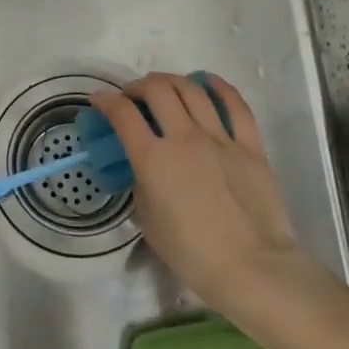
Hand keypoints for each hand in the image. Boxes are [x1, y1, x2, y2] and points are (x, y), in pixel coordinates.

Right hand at [90, 73, 307, 310]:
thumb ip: (141, 184)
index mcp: (153, 159)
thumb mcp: (147, 219)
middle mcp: (184, 138)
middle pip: (157, 90)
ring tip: (163, 87)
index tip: (98, 100)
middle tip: (132, 96)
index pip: (122, 114)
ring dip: (171, 81)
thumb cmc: (191, 252)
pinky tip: (207, 82)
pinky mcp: (250, 146)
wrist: (251, 267)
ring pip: (192, 90)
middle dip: (138, 86)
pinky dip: (218, 87)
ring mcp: (220, 138)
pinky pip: (235, 105)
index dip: (105, 101)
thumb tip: (144, 168)